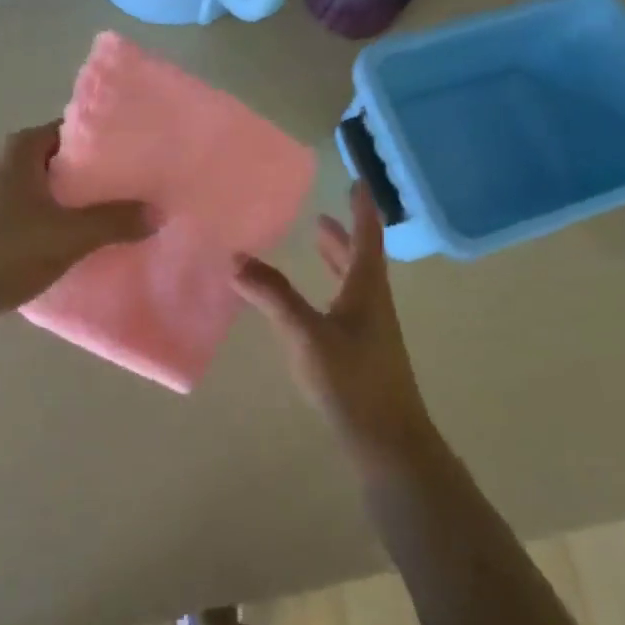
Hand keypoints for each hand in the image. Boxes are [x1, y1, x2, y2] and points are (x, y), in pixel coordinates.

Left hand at [0, 122, 151, 322]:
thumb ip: (113, 221)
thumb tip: (157, 211)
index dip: (107, 143)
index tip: (140, 157)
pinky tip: (87, 247)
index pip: (74, 131)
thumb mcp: (66, 235)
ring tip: (123, 219)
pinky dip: (61, 229)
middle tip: (141, 191)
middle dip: (100, 178)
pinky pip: (37, 221)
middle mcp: (7, 166)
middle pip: (65, 164)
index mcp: (22, 151)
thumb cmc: (0, 251)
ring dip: (81, 207)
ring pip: (52, 195)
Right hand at [234, 184, 434, 468]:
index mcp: (367, 289)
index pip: (367, 237)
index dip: (362, 209)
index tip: (357, 182)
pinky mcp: (363, 354)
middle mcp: (374, 304)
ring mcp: (372, 331)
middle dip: (343, 236)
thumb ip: (272, 295)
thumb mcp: (306, 334)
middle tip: (321, 218)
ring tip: (317, 247)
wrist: (388, 441)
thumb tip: (237, 258)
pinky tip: (313, 307)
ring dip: (337, 262)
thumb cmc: (352, 380)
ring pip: (354, 284)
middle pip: (361, 259)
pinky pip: (346, 306)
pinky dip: (331, 290)